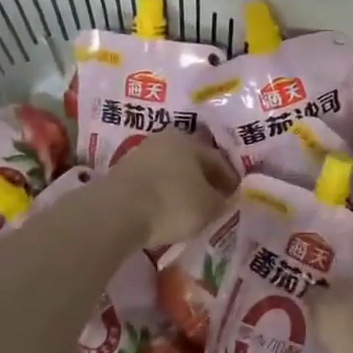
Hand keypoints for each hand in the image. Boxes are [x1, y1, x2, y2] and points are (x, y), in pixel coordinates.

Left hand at [108, 131, 237, 247]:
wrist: (116, 212)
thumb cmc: (172, 203)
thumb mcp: (209, 207)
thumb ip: (221, 201)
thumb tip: (223, 199)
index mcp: (189, 141)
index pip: (217, 159)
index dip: (230, 180)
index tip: (235, 197)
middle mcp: (164, 140)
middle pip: (191, 162)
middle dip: (203, 181)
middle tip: (213, 202)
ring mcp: (139, 155)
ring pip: (169, 172)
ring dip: (180, 188)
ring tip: (188, 210)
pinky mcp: (120, 174)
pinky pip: (151, 184)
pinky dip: (161, 196)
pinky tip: (164, 212)